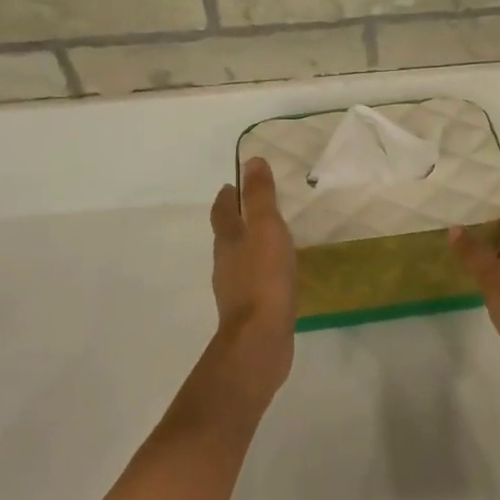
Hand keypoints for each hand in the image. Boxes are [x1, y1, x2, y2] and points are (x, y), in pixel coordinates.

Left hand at [210, 157, 297, 391]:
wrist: (260, 339)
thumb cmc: (264, 278)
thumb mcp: (266, 229)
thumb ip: (260, 197)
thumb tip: (250, 161)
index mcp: (228, 240)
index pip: (222, 211)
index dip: (227, 196)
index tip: (233, 185)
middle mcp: (226, 263)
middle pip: (227, 235)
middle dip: (237, 220)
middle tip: (256, 209)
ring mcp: (235, 289)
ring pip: (240, 260)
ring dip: (250, 247)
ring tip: (271, 240)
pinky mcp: (250, 311)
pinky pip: (254, 283)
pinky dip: (262, 273)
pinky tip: (278, 277)